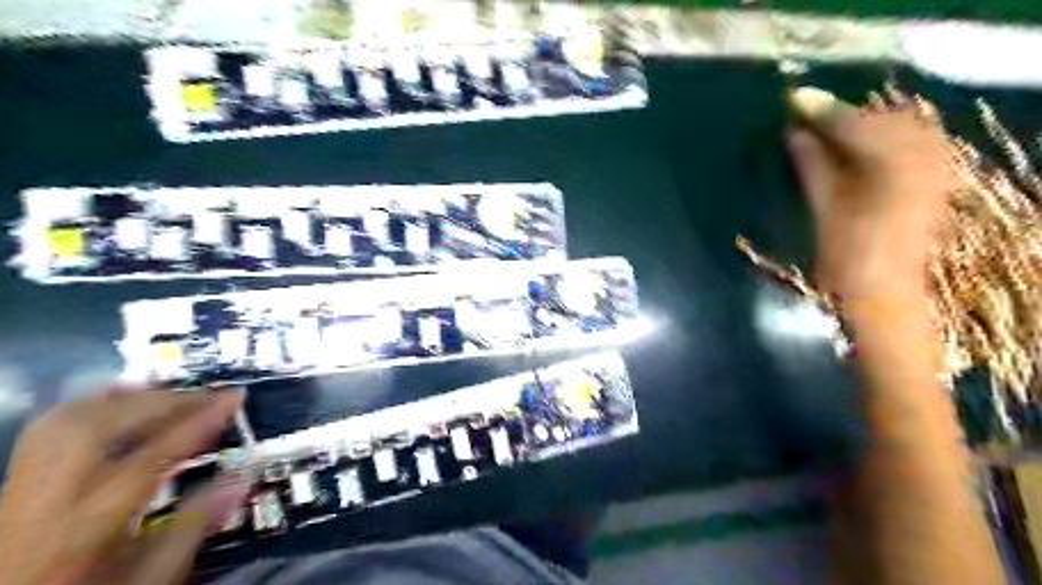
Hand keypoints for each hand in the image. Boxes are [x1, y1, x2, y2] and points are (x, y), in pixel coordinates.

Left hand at [1, 384, 246, 583]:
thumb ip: (195, 526)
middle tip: (207, 398)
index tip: (233, 398)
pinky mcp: (18, 482)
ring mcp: (23, 489)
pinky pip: (50, 426)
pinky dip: (93, 404)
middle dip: (164, 402)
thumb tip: (241, 478)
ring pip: (69, 419)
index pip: (150, 458)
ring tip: (172, 396)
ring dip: (129, 398)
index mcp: (88, 527)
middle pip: (102, 427)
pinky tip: (123, 402)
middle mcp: (47, 500)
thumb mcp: (152, 575)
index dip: (198, 421)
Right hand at [782, 89, 959, 304]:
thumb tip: (794, 132)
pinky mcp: (937, 176)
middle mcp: (924, 156)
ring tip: (830, 134)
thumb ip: (812, 165)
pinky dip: (884, 137)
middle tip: (809, 121)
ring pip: (900, 125)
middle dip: (845, 116)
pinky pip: (912, 140)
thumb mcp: (824, 208)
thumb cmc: (847, 257)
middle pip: (882, 117)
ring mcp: (937, 165)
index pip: (854, 124)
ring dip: (865, 124)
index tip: (794, 99)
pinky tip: (860, 147)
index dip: (822, 111)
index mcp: (893, 166)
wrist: (885, 292)